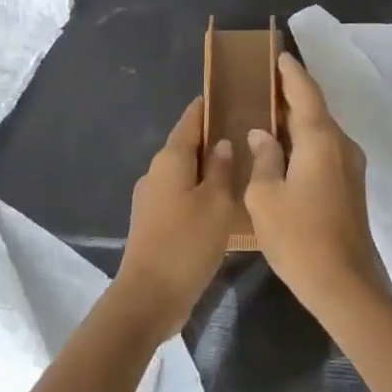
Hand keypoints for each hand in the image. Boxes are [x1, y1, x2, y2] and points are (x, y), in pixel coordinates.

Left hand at [113, 99, 236, 340]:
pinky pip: (179, 194)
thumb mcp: (216, 203)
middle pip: (185, 146)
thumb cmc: (187, 243)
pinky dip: (199, 190)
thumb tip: (221, 143)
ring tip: (237, 165)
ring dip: (205, 167)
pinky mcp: (153, 222)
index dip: (204, 108)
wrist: (149, 296)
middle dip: (209, 137)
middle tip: (242, 132)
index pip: (189, 122)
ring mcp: (151, 199)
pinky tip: (220, 199)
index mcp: (170, 160)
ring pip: (183, 172)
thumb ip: (221, 169)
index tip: (224, 95)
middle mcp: (155, 173)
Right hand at [244, 54, 389, 314]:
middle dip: (291, 96)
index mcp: (321, 140)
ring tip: (268, 115)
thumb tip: (262, 134)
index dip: (291, 73)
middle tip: (263, 85)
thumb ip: (263, 158)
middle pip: (315, 110)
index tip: (279, 55)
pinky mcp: (350, 187)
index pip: (306, 93)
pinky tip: (284, 151)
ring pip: (321, 132)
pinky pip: (325, 151)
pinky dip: (305, 142)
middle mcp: (341, 145)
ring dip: (298, 121)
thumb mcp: (265, 196)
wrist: (345, 284)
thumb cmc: (299, 237)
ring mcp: (350, 167)